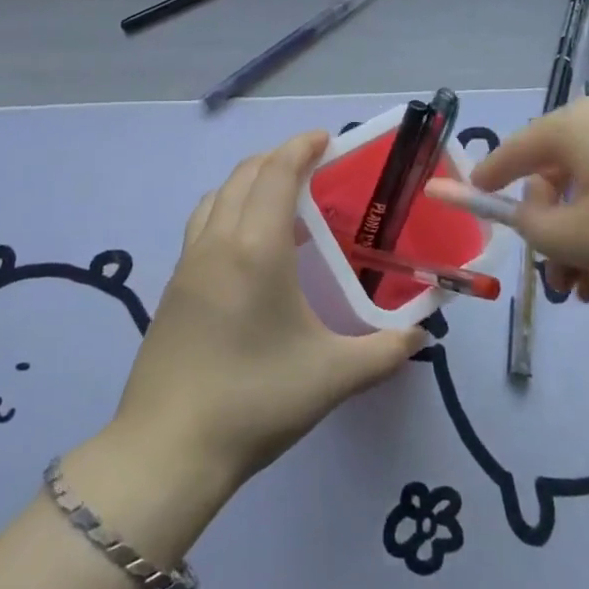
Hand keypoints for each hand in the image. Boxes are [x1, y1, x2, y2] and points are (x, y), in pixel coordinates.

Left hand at [109, 131, 426, 499]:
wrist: (168, 449)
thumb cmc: (256, 400)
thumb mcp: (332, 376)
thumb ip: (385, 351)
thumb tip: (420, 336)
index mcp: (256, 247)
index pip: (276, 173)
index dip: (300, 147)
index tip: (326, 138)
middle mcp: (218, 241)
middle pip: (244, 174)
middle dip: (278, 158)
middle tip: (312, 165)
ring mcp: (187, 263)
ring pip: (216, 196)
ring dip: (248, 180)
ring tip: (279, 197)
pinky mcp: (172, 287)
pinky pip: (202, 224)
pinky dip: (227, 208)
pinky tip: (246, 246)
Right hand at [467, 98, 588, 307]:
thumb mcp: (581, 238)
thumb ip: (532, 226)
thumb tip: (518, 211)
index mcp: (573, 126)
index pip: (511, 151)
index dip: (486, 180)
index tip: (466, 200)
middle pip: (557, 175)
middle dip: (550, 231)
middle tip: (559, 284)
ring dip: (586, 241)